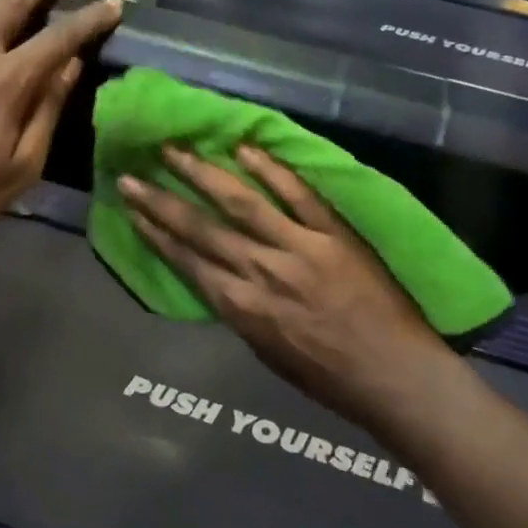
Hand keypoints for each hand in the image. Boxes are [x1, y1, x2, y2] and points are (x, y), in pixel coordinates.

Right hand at [119, 146, 452, 426]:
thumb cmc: (330, 378)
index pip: (187, 261)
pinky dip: (271, 170)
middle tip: (131, 174)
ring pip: (240, 202)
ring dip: (202, 173)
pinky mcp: (334, 233)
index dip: (155, 232)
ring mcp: (299, 247)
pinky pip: (298, 195)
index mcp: (242, 308)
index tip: (131, 208)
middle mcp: (261, 271)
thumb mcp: (268, 353)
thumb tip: (221, 278)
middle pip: (201, 229)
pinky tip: (244, 148)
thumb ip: (242, 311)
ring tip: (175, 148)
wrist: (396, 376)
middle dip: (161, 201)